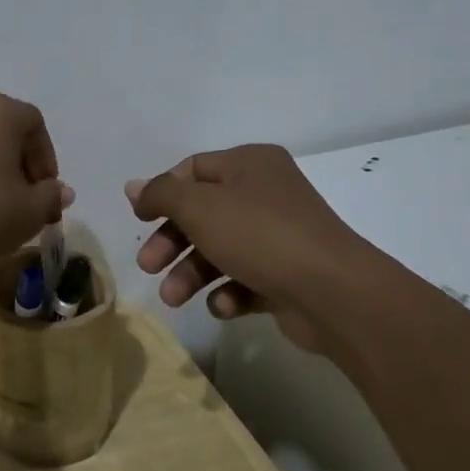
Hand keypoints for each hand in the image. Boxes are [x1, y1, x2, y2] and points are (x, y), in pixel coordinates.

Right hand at [125, 145, 379, 364]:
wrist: (335, 294)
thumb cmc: (259, 235)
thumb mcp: (198, 206)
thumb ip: (160, 194)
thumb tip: (134, 188)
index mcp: (250, 164)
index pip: (192, 170)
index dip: (162, 193)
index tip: (140, 220)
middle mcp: (266, 194)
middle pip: (202, 214)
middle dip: (171, 242)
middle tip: (147, 266)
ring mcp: (280, 236)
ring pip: (220, 249)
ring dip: (191, 273)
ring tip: (174, 298)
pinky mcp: (288, 275)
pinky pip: (246, 279)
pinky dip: (227, 292)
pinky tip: (222, 306)